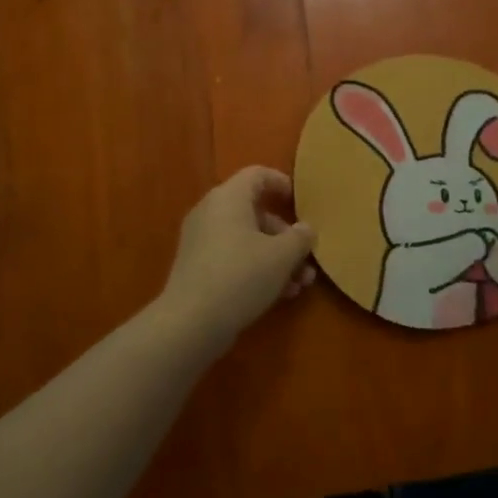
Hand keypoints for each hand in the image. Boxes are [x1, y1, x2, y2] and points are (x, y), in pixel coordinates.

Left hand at [159, 166, 316, 349]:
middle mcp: (211, 212)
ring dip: (276, 257)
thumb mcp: (281, 256)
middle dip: (285, 236)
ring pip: (247, 239)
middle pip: (255, 212)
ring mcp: (201, 241)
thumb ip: (299, 238)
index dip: (281, 183)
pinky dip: (256, 269)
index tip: (301, 203)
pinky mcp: (197, 268)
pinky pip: (233, 257)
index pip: (257, 174)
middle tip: (306, 258)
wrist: (191, 323)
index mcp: (228, 198)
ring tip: (300, 284)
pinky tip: (279, 295)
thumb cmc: (241, 276)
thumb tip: (305, 229)